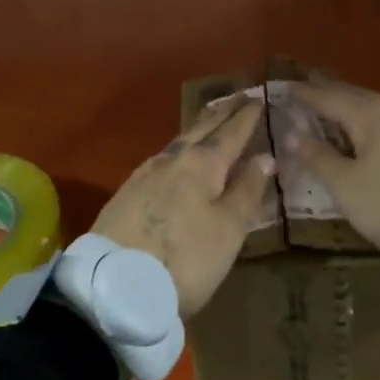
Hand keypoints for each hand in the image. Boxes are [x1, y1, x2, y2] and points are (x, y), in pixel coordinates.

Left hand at [92, 95, 273, 317]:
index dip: (246, 117)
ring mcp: (144, 173)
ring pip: (179, 142)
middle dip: (220, 113)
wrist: (115, 282)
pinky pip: (161, 159)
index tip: (258, 98)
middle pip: (200, 129)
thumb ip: (247, 191)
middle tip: (236, 97)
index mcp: (202, 164)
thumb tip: (265, 157)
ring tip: (210, 122)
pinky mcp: (127, 192)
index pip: (230, 133)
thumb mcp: (228, 230)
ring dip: (198, 129)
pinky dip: (178, 149)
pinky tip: (176, 157)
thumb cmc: (185, 258)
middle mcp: (172, 159)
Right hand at [284, 81, 379, 269]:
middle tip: (312, 84)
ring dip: (358, 107)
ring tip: (343, 110)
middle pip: (357, 95)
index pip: (328, 97)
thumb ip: (319, 158)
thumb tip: (293, 133)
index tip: (285, 86)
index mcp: (370, 116)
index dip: (305, 93)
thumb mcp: (348, 188)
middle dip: (332, 90)